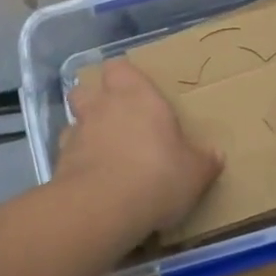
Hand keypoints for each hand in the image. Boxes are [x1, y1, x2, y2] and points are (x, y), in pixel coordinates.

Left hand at [59, 59, 221, 237]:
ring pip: (74, 121)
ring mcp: (77, 133)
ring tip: (102, 153)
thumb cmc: (157, 175)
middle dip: (96, 100)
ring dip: (85, 132)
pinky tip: (91, 181)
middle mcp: (102, 106)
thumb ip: (203, 162)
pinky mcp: (59, 162)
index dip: (124, 77)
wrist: (103, 207)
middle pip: (87, 89)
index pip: (120, 67)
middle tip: (116, 120)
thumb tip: (215, 156)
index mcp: (136, 95)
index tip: (136, 92)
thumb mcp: (194, 173)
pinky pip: (67, 154)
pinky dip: (77, 162)